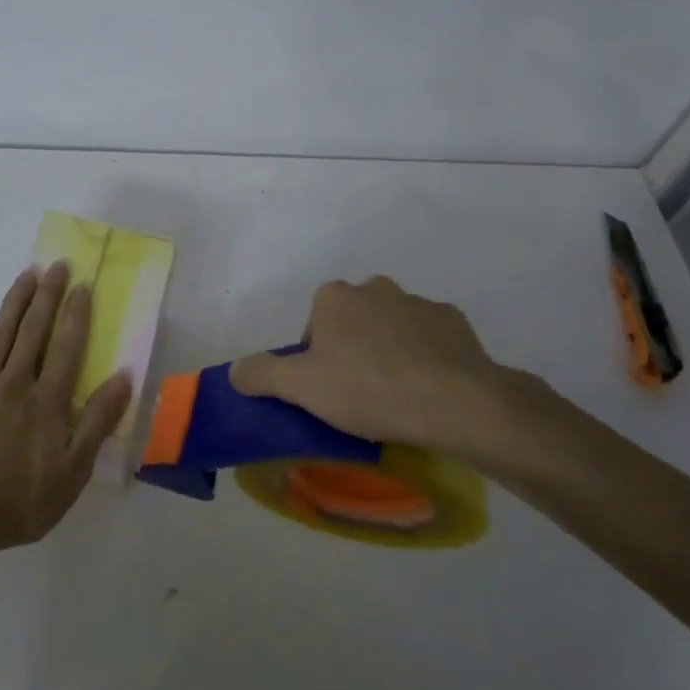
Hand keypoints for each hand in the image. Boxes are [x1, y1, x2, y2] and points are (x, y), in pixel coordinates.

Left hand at [0, 261, 132, 559]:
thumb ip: (98, 421)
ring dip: (14, 303)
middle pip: (34, 331)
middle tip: (56, 265)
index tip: (82, 284)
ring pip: (0, 335)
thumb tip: (123, 377)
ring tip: (25, 275)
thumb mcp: (73, 471)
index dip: (76, 314)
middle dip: (47, 295)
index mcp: (48, 400)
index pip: (67, 346)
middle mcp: (15, 383)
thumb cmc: (20, 500)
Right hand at [229, 275, 539, 469]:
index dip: (316, 360)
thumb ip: (261, 374)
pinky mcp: (454, 321)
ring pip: (391, 328)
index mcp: (335, 297)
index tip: (328, 391)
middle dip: (353, 351)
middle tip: (360, 395)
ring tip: (397, 396)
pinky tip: (428, 389)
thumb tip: (234, 371)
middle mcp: (375, 288)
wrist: (454, 401)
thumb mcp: (301, 388)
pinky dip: (425, 357)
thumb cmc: (368, 389)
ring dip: (389, 351)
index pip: (314, 326)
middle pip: (352, 322)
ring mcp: (418, 302)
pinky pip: (429, 338)